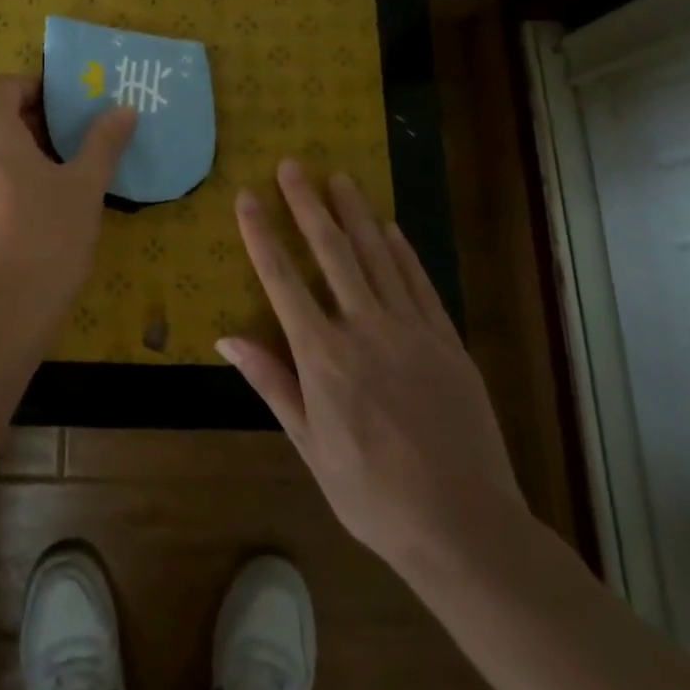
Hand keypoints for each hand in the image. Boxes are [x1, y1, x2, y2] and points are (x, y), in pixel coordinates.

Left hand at [0, 75, 136, 318]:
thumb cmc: (46, 238)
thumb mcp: (84, 187)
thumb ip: (102, 142)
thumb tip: (124, 109)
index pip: (7, 86)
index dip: (37, 87)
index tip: (68, 103)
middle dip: (32, 124)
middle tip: (72, 141)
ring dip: (16, 155)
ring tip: (57, 177)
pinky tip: (30, 211)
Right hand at [219, 160, 523, 577]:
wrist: (464, 525)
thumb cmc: (373, 493)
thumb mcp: (310, 445)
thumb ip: (272, 382)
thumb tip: (225, 338)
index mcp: (323, 356)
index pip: (283, 280)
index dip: (262, 234)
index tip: (247, 196)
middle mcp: (364, 328)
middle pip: (331, 251)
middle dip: (307, 204)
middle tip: (293, 164)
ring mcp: (410, 330)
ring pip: (377, 256)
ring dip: (355, 213)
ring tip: (339, 177)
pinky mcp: (446, 340)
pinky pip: (419, 283)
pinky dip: (402, 252)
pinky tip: (389, 228)